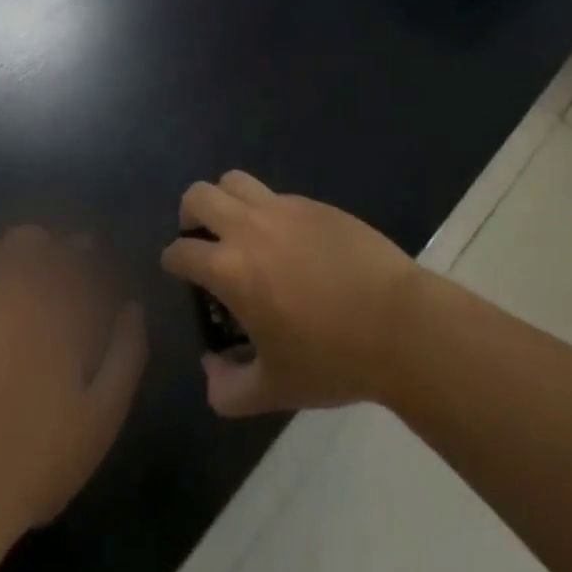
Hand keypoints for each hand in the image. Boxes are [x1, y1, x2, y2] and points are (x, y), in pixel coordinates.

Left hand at [0, 228, 146, 557]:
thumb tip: (133, 306)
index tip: (96, 274)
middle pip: (32, 238)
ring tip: (17, 285)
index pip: (78, 253)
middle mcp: (10, 287)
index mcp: (55, 305)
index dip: (90, 256)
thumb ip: (127, 350)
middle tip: (58, 284)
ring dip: (9, 256)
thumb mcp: (103, 414)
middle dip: (51, 251)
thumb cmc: (36, 456)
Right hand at [160, 172, 421, 416]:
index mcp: (230, 269)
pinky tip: (288, 243)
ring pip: (235, 180)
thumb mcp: (275, 390)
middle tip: (203, 243)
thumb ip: (228, 389)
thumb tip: (211, 371)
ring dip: (225, 200)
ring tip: (239, 231)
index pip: (181, 251)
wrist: (399, 324)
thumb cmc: (332, 359)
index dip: (173, 262)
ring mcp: (284, 209)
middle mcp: (249, 228)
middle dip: (190, 216)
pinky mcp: (315, 204)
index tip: (181, 275)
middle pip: (199, 196)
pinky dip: (267, 210)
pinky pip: (276, 195)